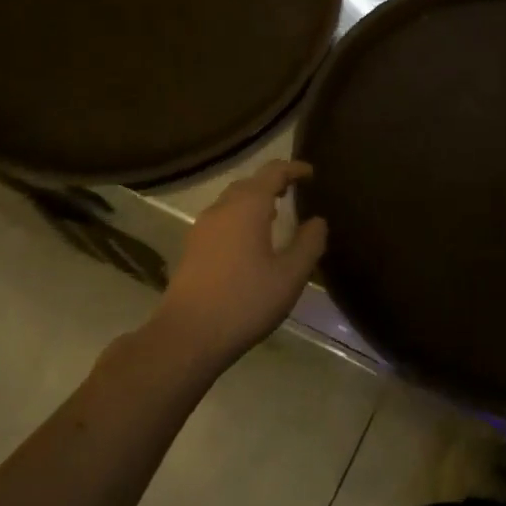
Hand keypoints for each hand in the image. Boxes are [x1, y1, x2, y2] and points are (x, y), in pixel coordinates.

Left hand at [152, 161, 326, 371]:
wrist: (187, 337)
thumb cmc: (245, 301)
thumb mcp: (290, 275)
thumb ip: (309, 244)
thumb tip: (318, 221)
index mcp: (248, 206)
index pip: (273, 172)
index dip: (294, 169)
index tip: (311, 173)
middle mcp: (222, 208)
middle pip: (250, 183)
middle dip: (273, 182)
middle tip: (295, 191)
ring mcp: (202, 228)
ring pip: (232, 201)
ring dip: (255, 200)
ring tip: (276, 214)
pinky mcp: (192, 248)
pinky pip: (222, 219)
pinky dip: (240, 217)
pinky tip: (250, 240)